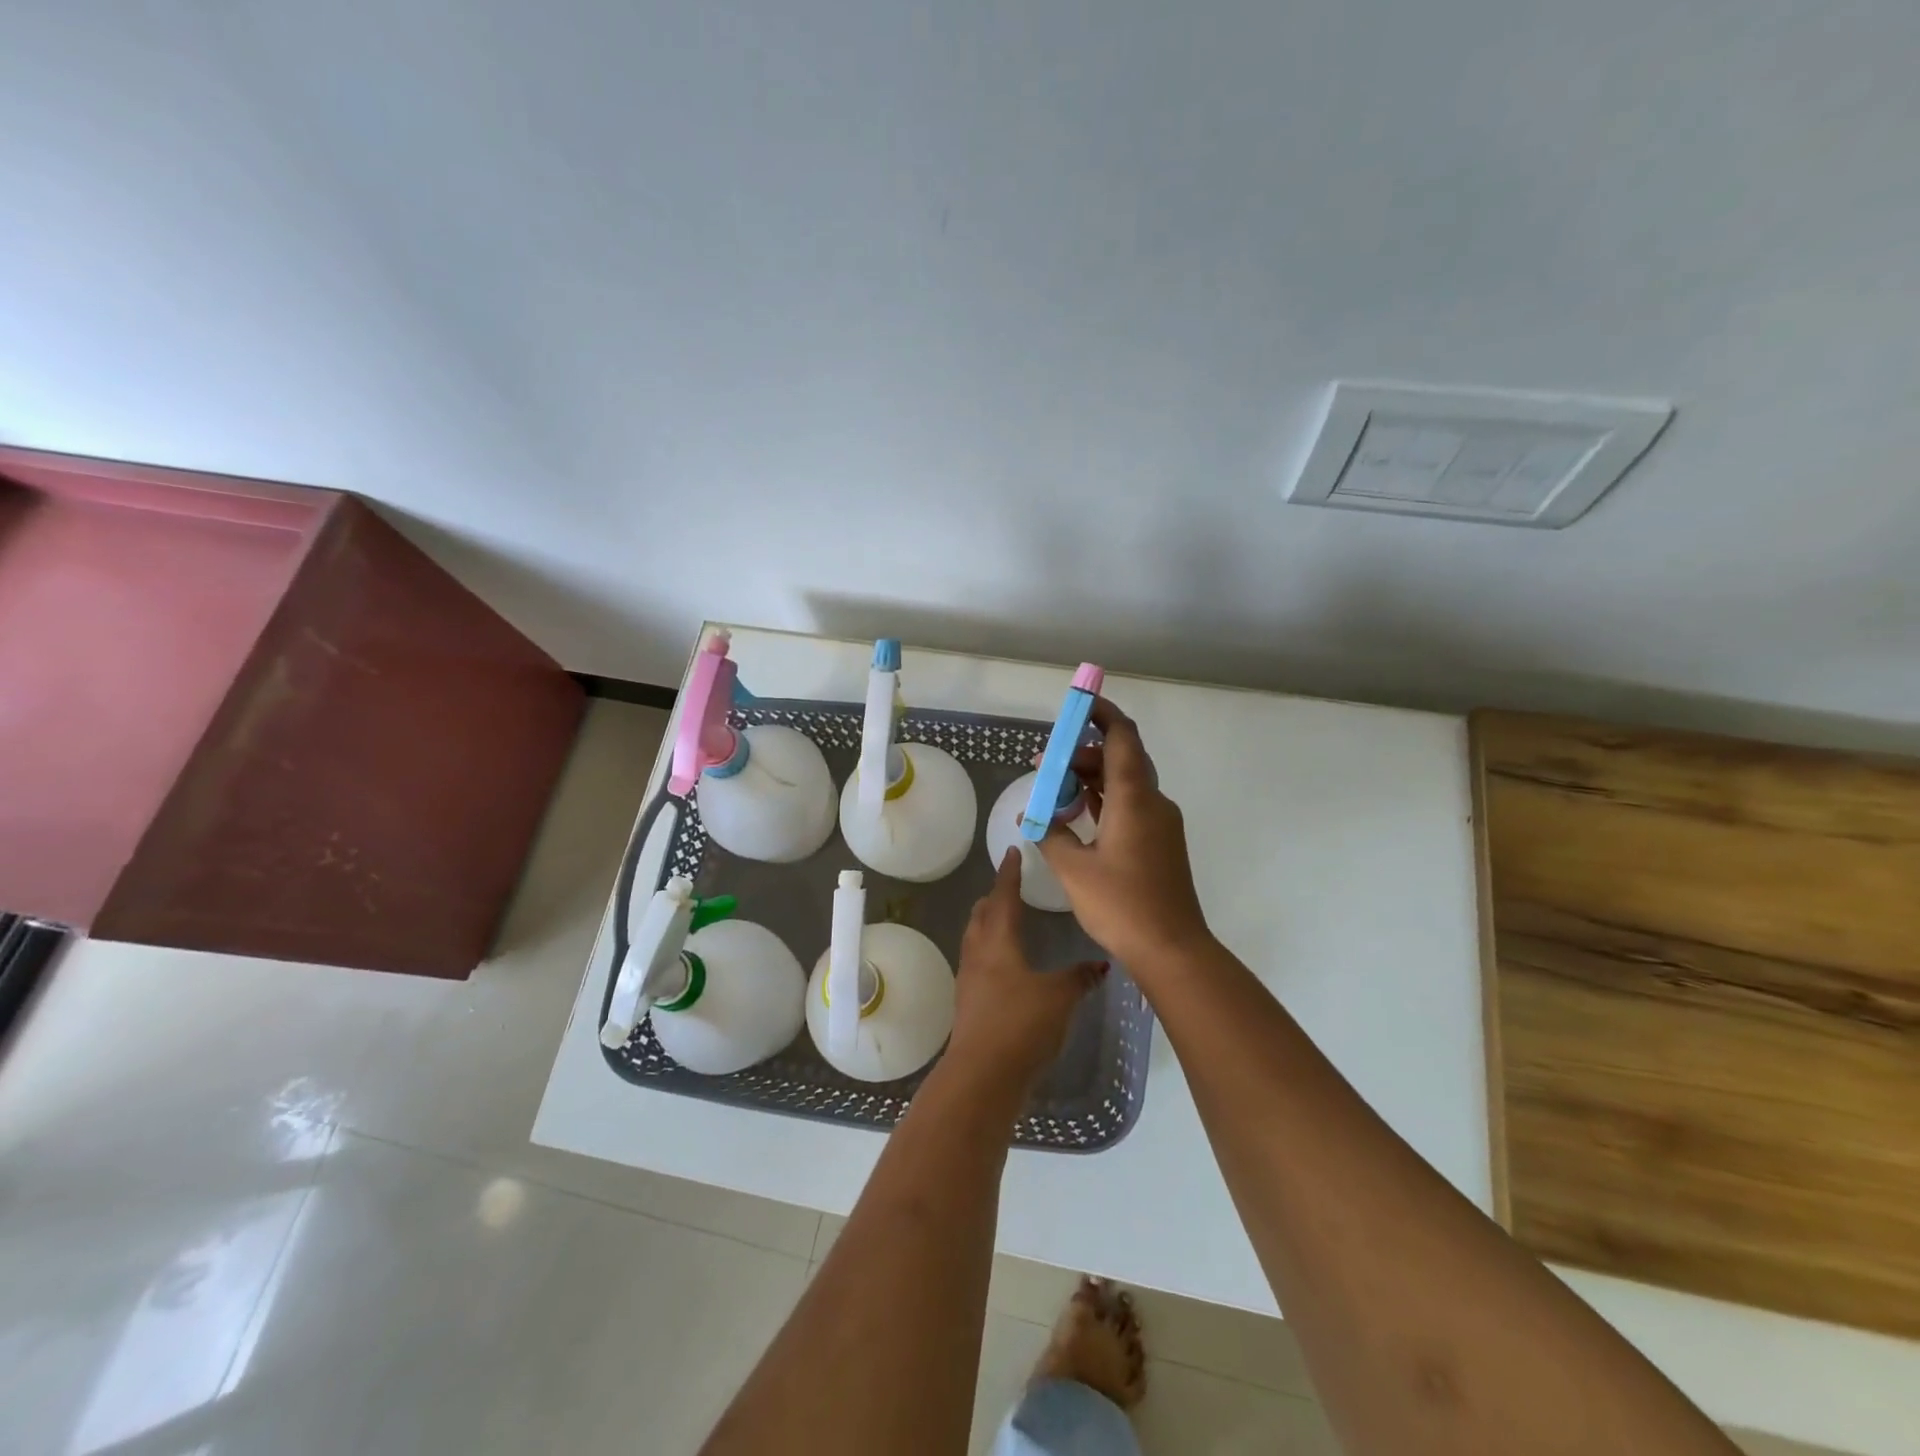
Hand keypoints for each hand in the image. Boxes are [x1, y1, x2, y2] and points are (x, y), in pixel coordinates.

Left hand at [948, 850, 1105, 1089]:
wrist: (982, 1075)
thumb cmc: (1021, 1025)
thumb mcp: (1059, 997)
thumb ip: (1079, 978)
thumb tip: (1101, 965)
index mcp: (997, 941)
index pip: (1003, 896)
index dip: (1009, 874)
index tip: (1012, 852)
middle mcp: (977, 953)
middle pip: (981, 915)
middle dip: (994, 898)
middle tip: (1009, 886)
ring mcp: (968, 980)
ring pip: (975, 939)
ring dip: (988, 924)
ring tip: (1004, 920)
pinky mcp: (967, 1004)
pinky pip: (977, 964)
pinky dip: (989, 952)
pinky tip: (1003, 966)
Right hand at [1036, 696, 1213, 972]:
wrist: (1172, 949)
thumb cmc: (1121, 905)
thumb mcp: (1073, 868)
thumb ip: (1051, 834)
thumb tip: (1035, 816)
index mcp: (1134, 798)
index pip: (1121, 737)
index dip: (1102, 713)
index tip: (1080, 702)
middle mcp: (1153, 802)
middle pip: (1120, 758)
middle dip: (1082, 753)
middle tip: (1045, 764)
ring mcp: (1161, 823)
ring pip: (1125, 784)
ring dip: (1092, 779)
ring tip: (1054, 789)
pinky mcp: (1161, 843)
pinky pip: (1131, 806)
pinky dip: (1105, 800)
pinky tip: (1079, 812)